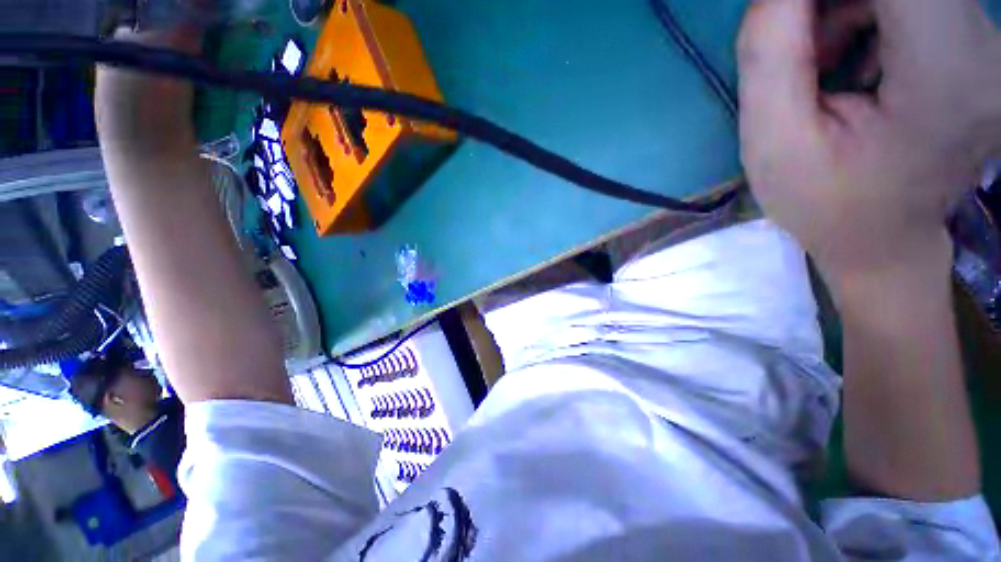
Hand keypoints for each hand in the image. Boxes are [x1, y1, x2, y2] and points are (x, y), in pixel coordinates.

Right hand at [738, 0, 1000, 280]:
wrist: (882, 241)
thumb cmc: (823, 203)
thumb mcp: (771, 141)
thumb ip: (772, 49)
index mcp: (946, 75)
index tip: (785, 14)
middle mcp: (987, 48)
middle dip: (830, 1)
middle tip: (803, 49)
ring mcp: (989, 46)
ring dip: (846, 3)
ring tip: (825, 63)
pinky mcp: (977, 45)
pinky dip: (871, 9)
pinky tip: (856, 58)